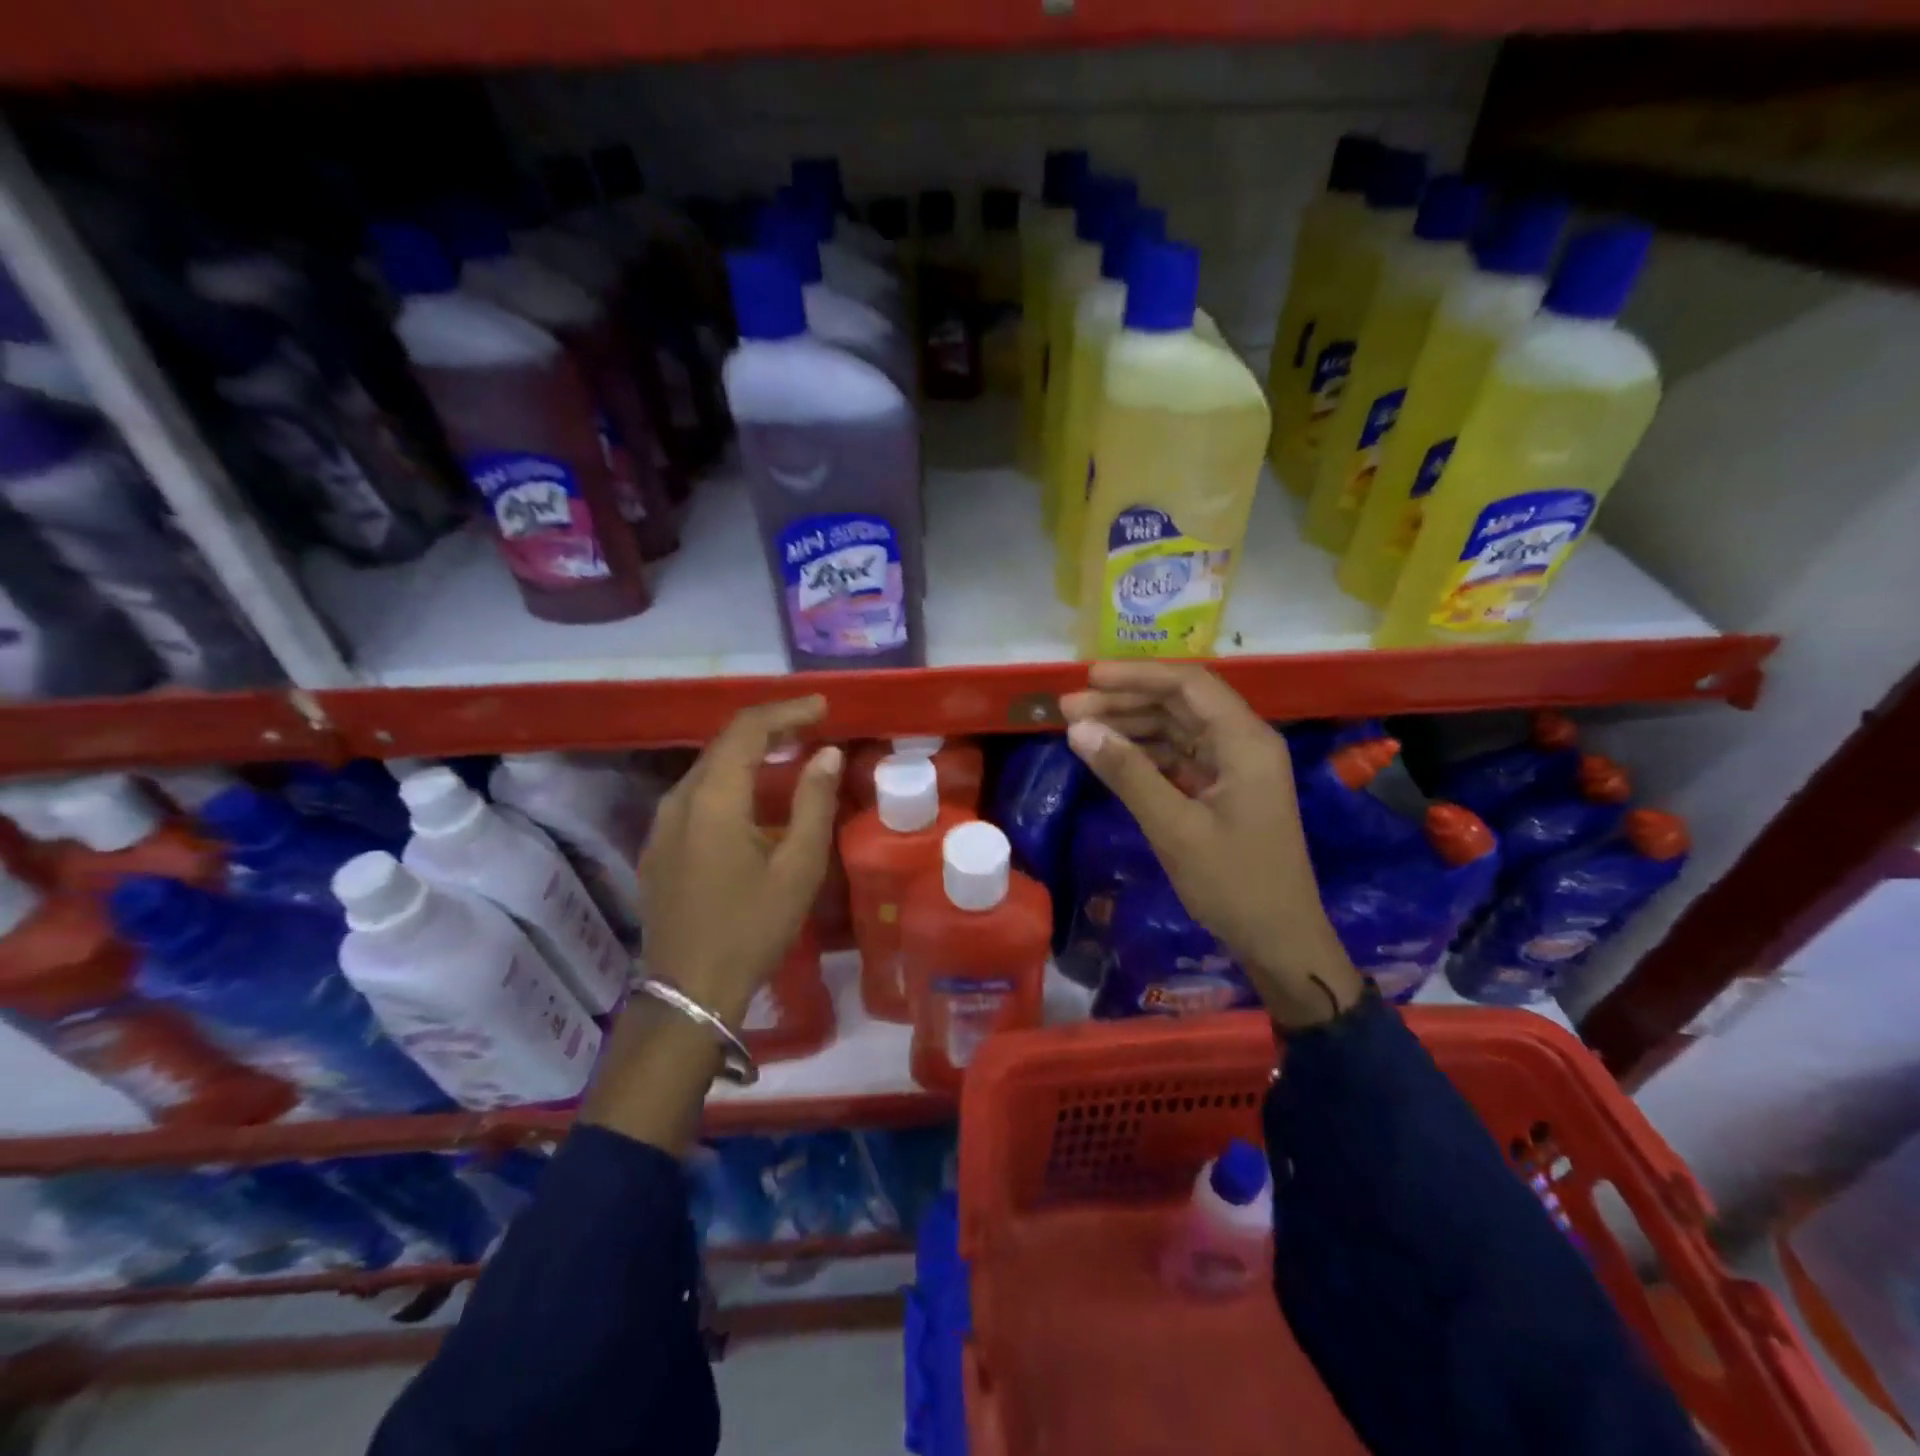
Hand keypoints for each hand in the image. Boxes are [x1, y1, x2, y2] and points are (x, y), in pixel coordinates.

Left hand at [636, 695, 842, 1028]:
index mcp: (713, 799)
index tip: (823, 707)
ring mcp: (661, 824)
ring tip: (788, 755)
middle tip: (811, 726)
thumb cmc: (751, 928)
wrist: (689, 991)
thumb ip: (814, 802)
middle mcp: (679, 800)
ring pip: (708, 770)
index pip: (747, 730)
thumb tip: (827, 754)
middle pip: (724, 744)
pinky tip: (753, 801)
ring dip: (748, 755)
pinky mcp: (658, 847)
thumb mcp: (798, 868)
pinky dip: (730, 783)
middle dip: (769, 728)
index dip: (787, 711)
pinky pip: (696, 796)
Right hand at [1059, 663, 1362, 1028]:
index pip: (1188, 686)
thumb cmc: (1233, 883)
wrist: (1280, 941)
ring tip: (1079, 729)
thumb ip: (1127, 773)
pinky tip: (1110, 756)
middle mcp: (1244, 743)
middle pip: (1179, 704)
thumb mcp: (1174, 827)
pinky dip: (1144, 753)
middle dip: (1124, 701)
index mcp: (1245, 742)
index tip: (1088, 678)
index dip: (1136, 676)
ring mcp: (1234, 767)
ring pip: (1177, 729)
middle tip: (1069, 708)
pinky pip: (1179, 757)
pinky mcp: (1223, 790)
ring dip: (1130, 726)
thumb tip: (1078, 728)